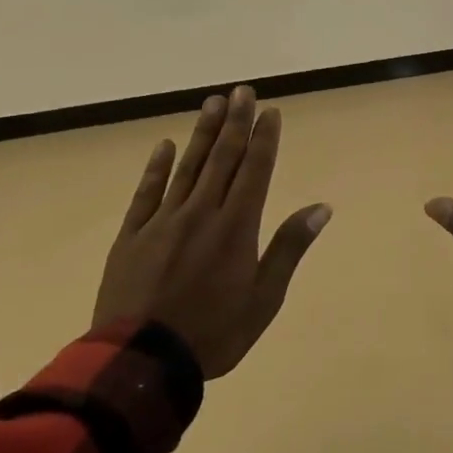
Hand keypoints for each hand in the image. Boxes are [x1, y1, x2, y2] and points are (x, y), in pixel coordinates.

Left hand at [93, 86, 331, 378]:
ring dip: (201, 134)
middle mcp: (201, 213)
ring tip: (212, 104)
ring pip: (186, 167)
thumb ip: (289, 248)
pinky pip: (146, 193)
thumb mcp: (264, 298)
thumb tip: (321, 208)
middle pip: (222, 159)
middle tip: (241, 91)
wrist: (142, 360)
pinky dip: (157, 168)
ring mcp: (163, 221)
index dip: (264, 138)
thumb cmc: (214, 333)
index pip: (255, 171)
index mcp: (236, 227)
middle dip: (235, 123)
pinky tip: (164, 145)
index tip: (270, 111)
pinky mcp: (132, 236)